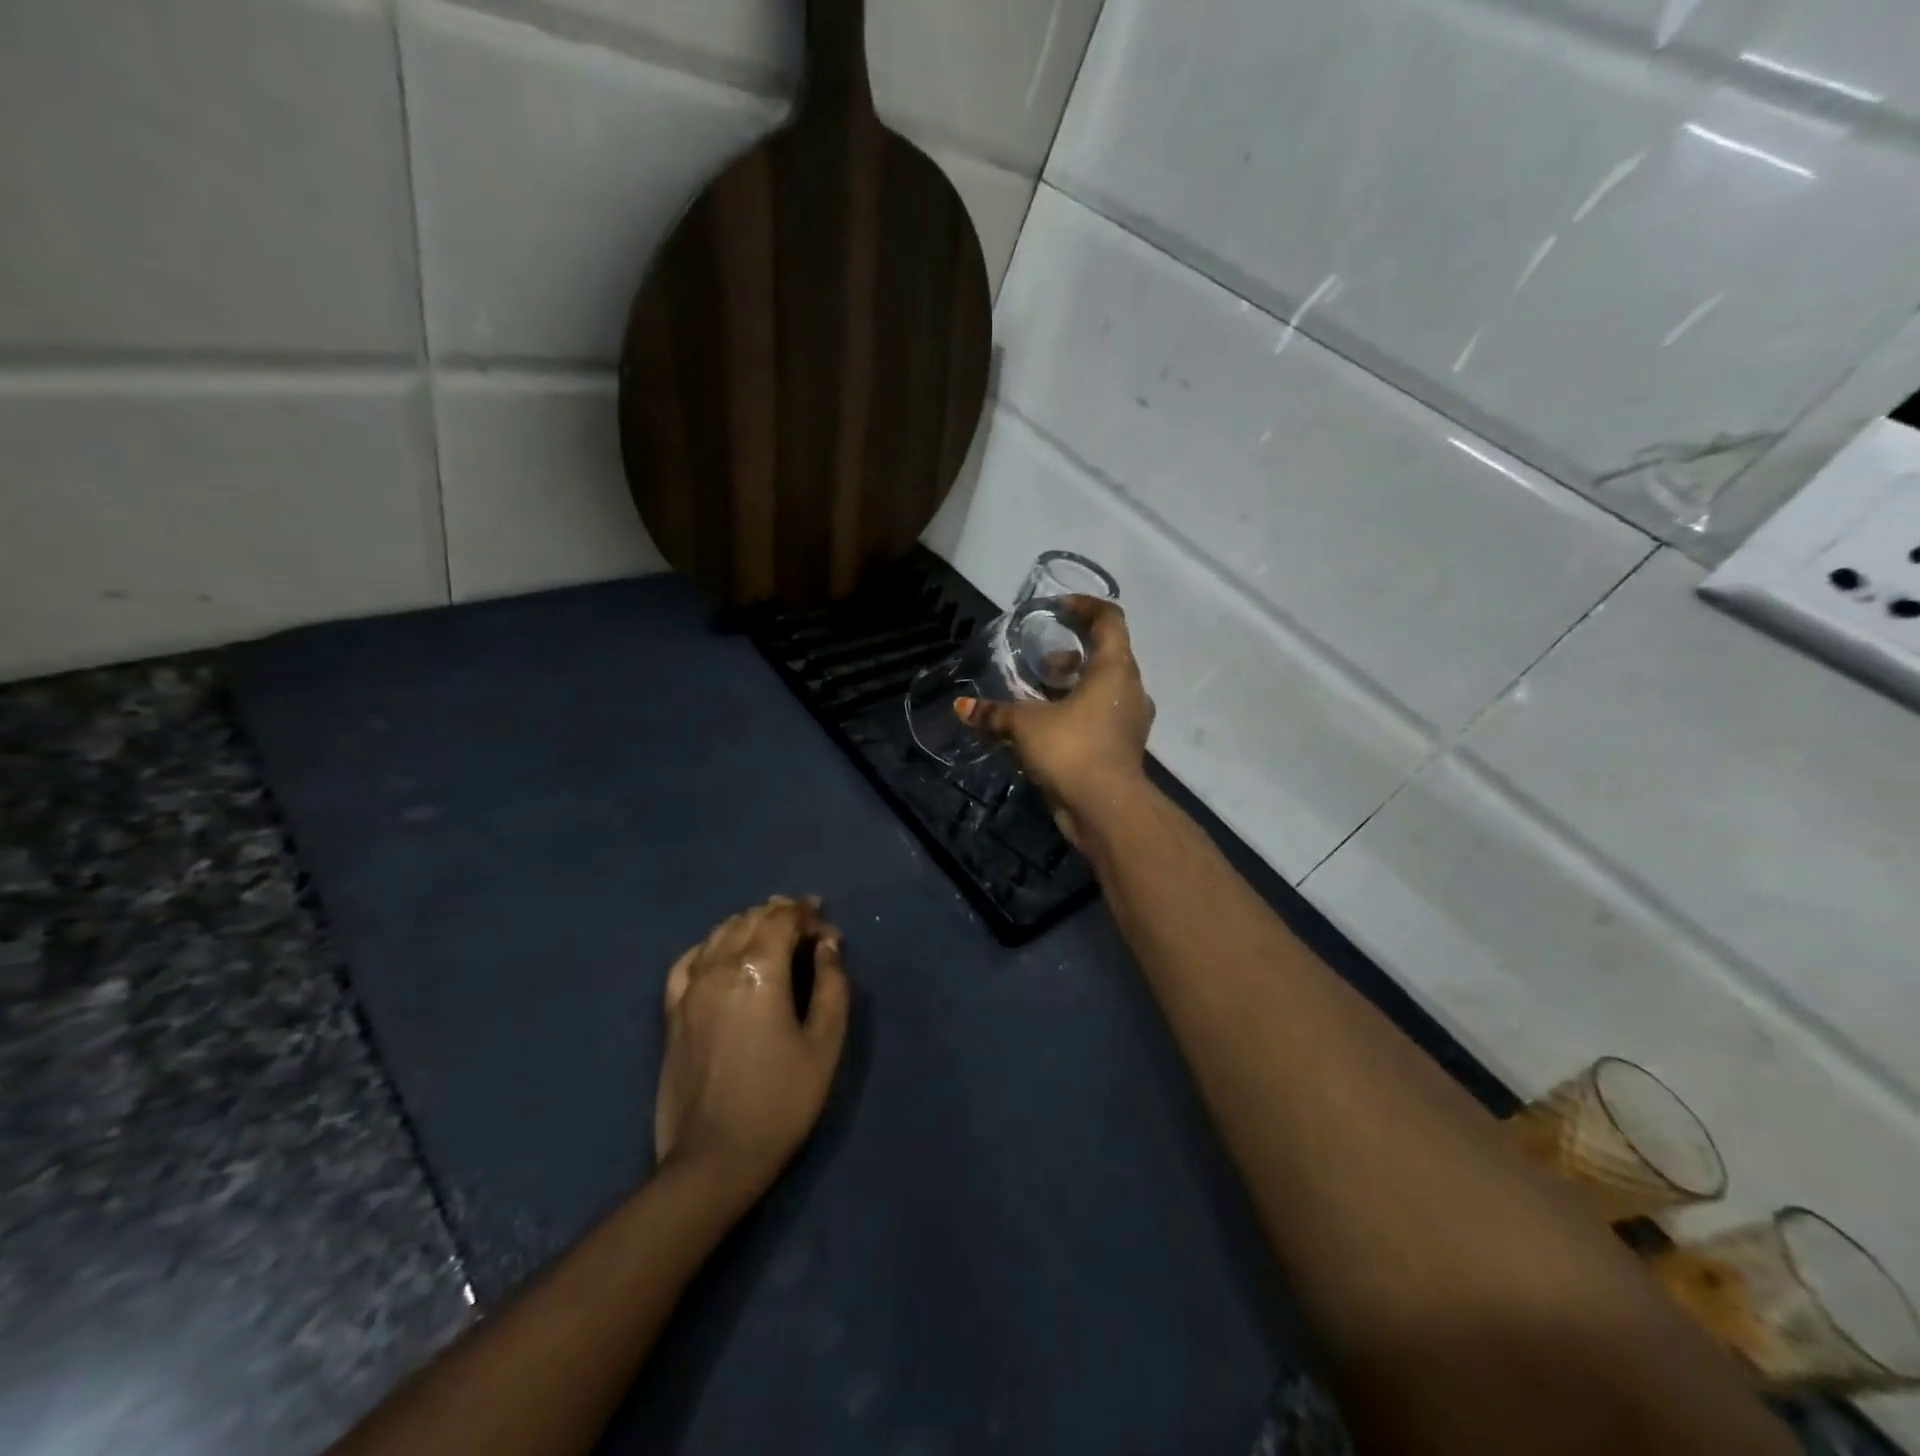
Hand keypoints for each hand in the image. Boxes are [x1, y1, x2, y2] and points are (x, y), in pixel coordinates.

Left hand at [655, 896, 849, 1203]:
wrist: (714, 1159)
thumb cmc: (781, 1101)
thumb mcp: (824, 1043)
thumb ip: (832, 984)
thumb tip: (828, 944)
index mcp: (759, 971)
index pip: (783, 918)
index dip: (809, 915)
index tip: (829, 930)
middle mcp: (719, 967)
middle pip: (751, 919)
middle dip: (783, 914)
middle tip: (809, 927)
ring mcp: (689, 988)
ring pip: (720, 933)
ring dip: (750, 924)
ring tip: (773, 935)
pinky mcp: (672, 1011)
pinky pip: (689, 960)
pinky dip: (712, 946)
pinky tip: (724, 954)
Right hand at [957, 597, 1155, 840]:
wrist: (1107, 809)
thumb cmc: (1072, 749)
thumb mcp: (1025, 725)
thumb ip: (994, 713)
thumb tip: (962, 707)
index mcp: (1115, 669)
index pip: (1110, 619)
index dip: (1085, 606)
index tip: (1058, 610)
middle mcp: (1130, 689)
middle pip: (1106, 654)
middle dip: (1072, 653)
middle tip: (1041, 659)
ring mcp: (1130, 720)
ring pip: (1104, 688)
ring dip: (1074, 685)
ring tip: (1039, 693)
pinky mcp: (1122, 747)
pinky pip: (1100, 716)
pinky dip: (1078, 712)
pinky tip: (1048, 726)